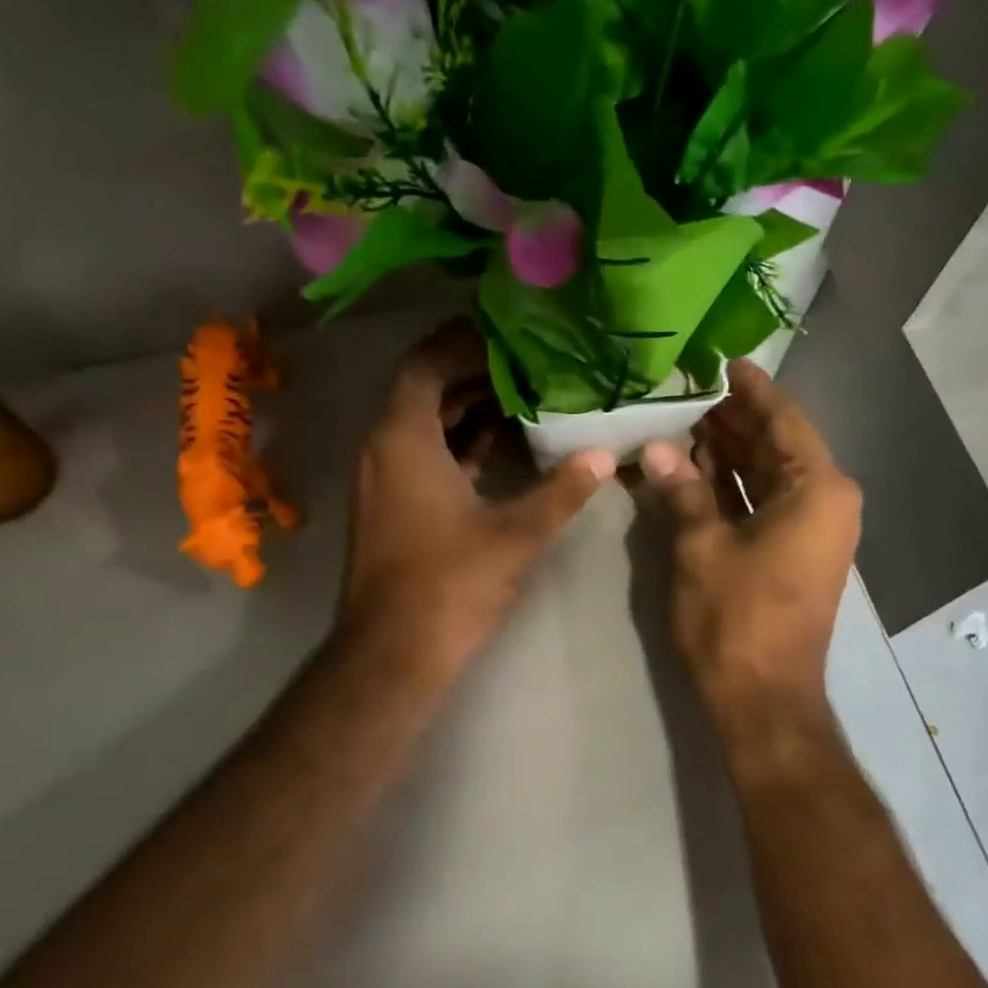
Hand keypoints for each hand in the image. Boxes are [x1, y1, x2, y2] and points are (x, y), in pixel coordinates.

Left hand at [339, 322, 614, 683]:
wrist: (393, 652)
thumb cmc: (449, 584)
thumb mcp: (514, 534)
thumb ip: (561, 491)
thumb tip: (604, 455)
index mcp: (403, 440)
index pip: (424, 364)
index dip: (462, 343)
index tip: (508, 335)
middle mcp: (383, 449)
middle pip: (425, 391)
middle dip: (475, 375)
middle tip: (531, 364)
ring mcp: (385, 480)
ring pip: (426, 426)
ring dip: (470, 411)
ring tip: (527, 399)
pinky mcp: (393, 507)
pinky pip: (425, 456)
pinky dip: (460, 446)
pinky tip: (506, 449)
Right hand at [641, 360, 860, 715]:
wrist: (763, 699)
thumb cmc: (738, 618)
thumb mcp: (702, 547)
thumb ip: (682, 490)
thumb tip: (655, 449)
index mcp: (817, 489)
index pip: (784, 419)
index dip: (751, 389)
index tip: (721, 361)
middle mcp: (825, 501)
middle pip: (777, 444)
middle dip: (733, 420)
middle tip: (687, 391)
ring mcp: (813, 529)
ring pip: (768, 474)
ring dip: (729, 452)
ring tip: (683, 421)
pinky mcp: (795, 553)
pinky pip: (764, 503)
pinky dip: (733, 486)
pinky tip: (694, 468)